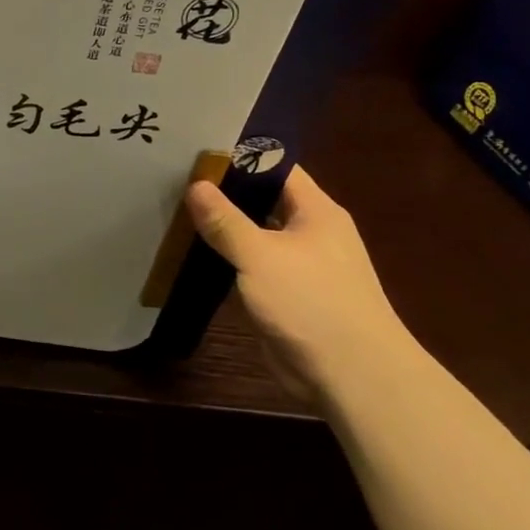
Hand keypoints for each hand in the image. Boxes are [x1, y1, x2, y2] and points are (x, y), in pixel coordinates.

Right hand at [185, 166, 415, 393]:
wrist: (353, 377)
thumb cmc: (312, 303)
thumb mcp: (261, 255)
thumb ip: (226, 221)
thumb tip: (196, 185)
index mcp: (316, 211)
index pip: (277, 168)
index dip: (240, 157)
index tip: (198, 151)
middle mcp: (310, 233)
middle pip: (263, 201)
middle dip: (225, 193)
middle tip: (177, 180)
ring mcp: (300, 267)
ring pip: (255, 236)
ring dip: (224, 229)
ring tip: (177, 213)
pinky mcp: (287, 297)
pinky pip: (252, 268)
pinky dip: (228, 260)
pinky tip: (194, 256)